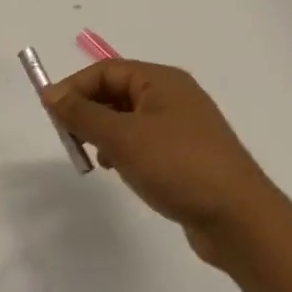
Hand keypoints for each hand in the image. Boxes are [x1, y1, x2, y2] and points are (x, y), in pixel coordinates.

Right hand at [45, 60, 278, 264]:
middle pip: (116, 92)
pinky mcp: (186, 155)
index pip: (105, 71)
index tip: (51, 115)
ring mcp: (182, 126)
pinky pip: (143, 141)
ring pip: (127, 118)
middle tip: (69, 139)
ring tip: (93, 158)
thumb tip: (50, 93)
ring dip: (103, 133)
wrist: (240, 220)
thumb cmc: (178, 167)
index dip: (74, 88)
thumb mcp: (122, 138)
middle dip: (88, 112)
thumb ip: (82, 113)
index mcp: (162, 81)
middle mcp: (173, 96)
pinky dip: (123, 150)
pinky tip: (119, 170)